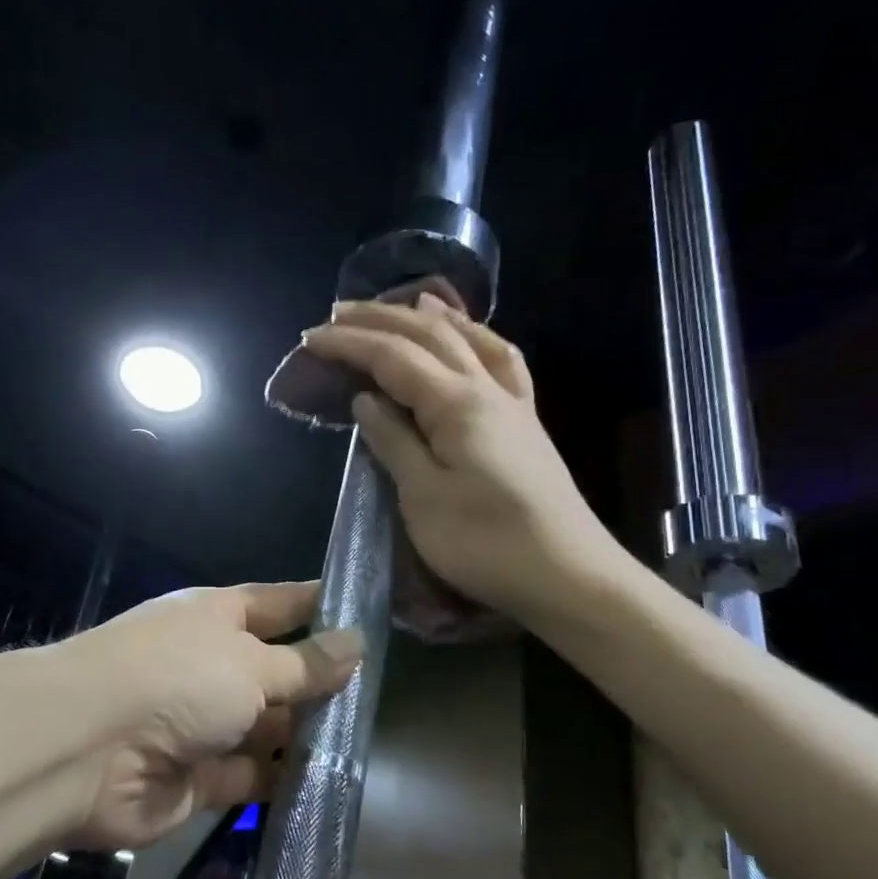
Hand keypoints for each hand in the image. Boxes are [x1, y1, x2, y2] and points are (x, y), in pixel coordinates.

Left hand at [55, 582, 360, 850]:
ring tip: (366, 743)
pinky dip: (282, 780)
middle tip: (383, 694)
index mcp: (217, 618)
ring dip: (305, 735)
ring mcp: (203, 722)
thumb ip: (305, 663)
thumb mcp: (250, 662)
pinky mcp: (199, 778)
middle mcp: (211, 665)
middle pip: (277, 670)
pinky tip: (330, 784)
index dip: (320, 606)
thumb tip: (356, 642)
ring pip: (267, 726)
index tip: (368, 614)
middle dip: (321, 681)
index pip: (280, 603)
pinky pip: (252, 775)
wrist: (86, 750)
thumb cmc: (175, 679)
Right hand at [300, 295, 627, 619]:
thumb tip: (366, 399)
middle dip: (380, 319)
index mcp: (456, 404)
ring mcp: (512, 403)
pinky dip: (476, 338)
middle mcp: (486, 389)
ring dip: (430, 318)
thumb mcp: (423, 498)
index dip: (349, 343)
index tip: (309, 338)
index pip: (392, 357)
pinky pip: (500, 361)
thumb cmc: (485, 543)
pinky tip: (469, 339)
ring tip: (406, 302)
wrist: (567, 576)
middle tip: (337, 313)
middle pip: (429, 335)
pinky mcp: (525, 423)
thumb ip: (393, 442)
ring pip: (469, 339)